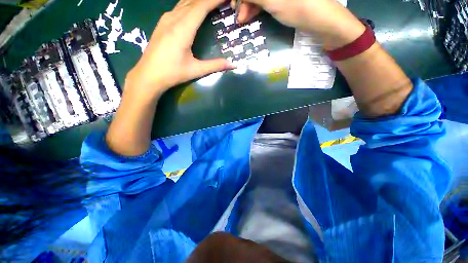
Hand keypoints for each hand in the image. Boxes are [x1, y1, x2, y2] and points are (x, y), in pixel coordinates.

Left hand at [126, 0, 233, 99]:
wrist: (148, 75)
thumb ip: (215, 65)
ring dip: (199, 1)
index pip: (201, 6)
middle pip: (193, 0)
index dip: (215, 0)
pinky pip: (178, 7)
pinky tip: (194, 8)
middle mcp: (173, 18)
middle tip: (222, 1)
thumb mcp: (196, 70)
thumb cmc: (172, 73)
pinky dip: (190, 5)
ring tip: (211, 4)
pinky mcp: (162, 23)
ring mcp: (166, 19)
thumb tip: (234, 65)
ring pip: (185, 2)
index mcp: (183, 29)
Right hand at [233, 0, 364, 49]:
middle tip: (238, 16)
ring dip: (248, 5)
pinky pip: (265, 0)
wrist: (322, 21)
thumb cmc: (298, 7)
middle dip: (244, 0)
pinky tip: (250, 15)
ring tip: (243, 19)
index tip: (233, 5)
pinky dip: (256, 7)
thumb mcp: (272, 0)